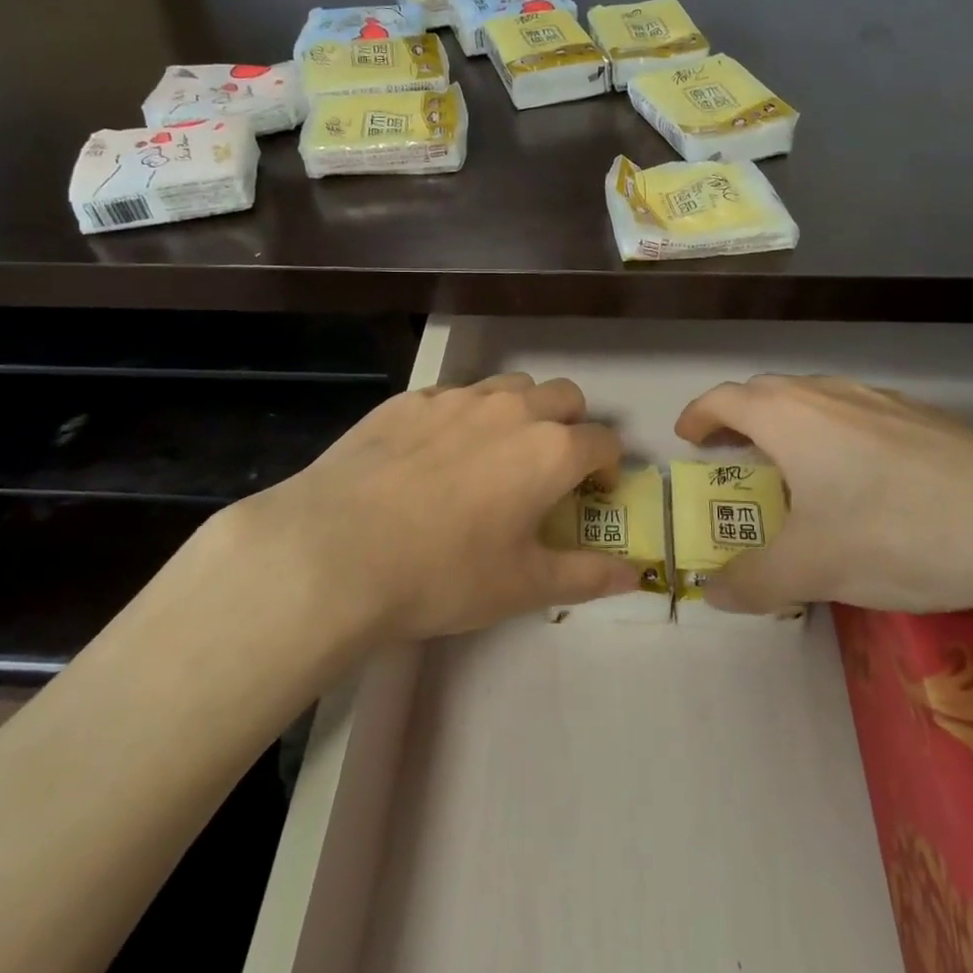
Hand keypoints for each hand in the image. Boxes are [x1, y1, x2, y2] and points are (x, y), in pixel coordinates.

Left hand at [201, 374, 641, 642]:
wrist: (334, 551)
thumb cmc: (442, 574)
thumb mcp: (523, 586)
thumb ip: (588, 576)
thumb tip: (638, 574)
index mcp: (550, 450)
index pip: (604, 441)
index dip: (607, 468)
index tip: (592, 495)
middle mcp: (511, 409)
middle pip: (565, 396)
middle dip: (571, 426)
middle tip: (549, 471)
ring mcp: (456, 398)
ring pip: (511, 386)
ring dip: (521, 411)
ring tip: (495, 455)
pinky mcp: (409, 399)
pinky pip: (455, 394)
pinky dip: (465, 416)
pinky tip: (435, 455)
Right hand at [673, 374, 972, 615]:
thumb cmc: (895, 535)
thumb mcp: (812, 569)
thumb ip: (752, 581)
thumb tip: (713, 594)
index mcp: (790, 417)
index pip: (725, 399)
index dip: (699, 414)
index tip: (687, 436)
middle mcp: (829, 395)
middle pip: (768, 391)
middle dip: (740, 416)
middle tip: (731, 451)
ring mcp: (882, 400)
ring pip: (817, 397)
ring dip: (789, 421)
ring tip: (793, 463)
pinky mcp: (925, 418)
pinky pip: (859, 413)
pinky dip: (836, 431)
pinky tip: (862, 476)